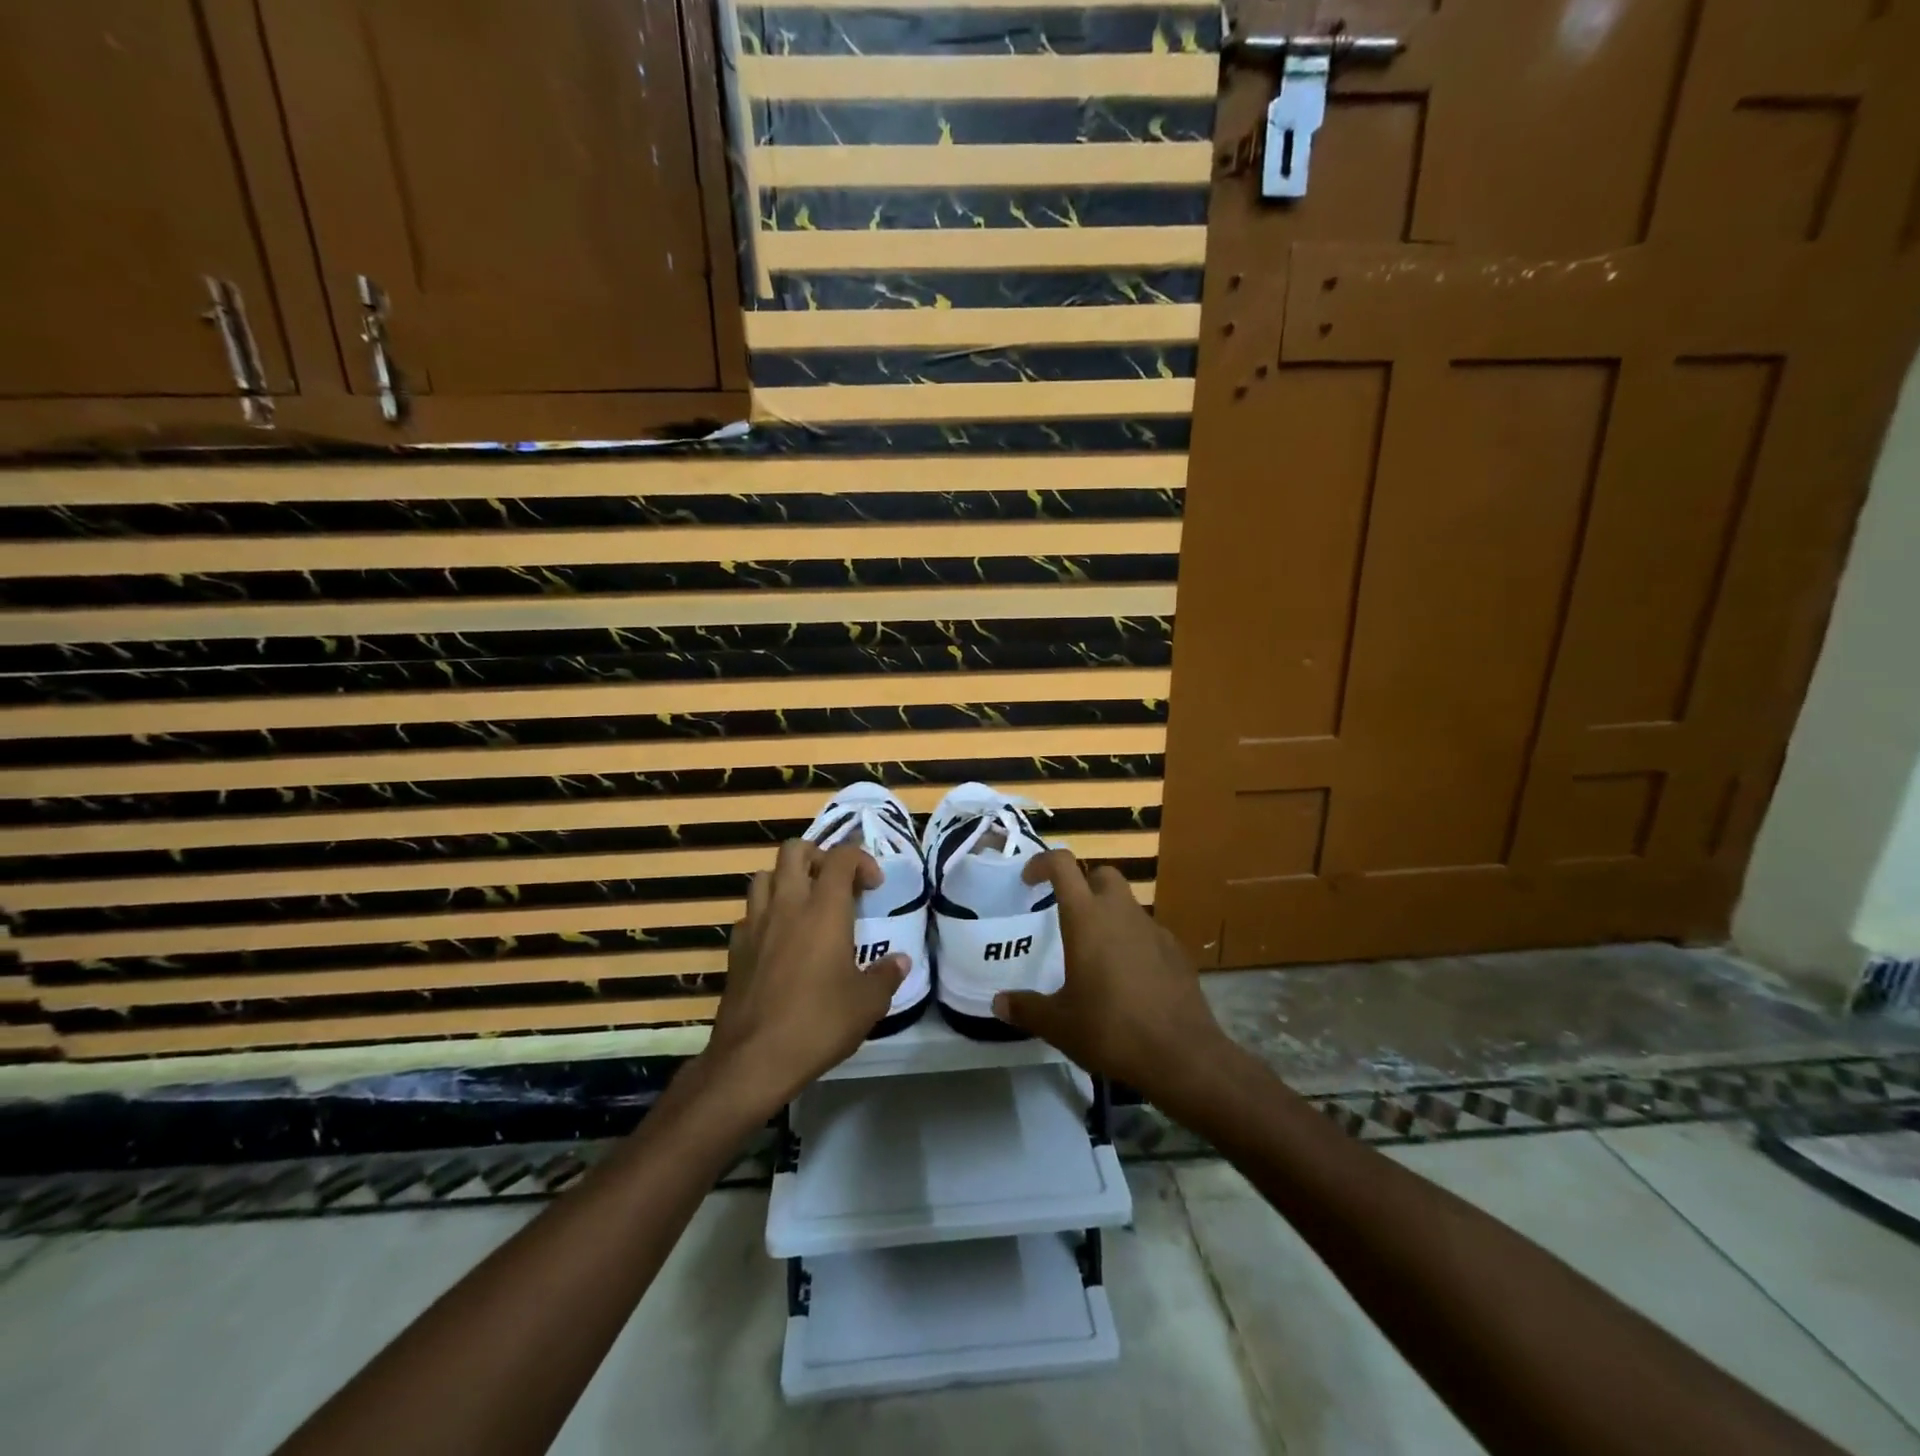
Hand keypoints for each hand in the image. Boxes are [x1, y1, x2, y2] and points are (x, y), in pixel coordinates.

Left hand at [704, 840, 908, 1112]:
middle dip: (818, 856)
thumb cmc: (819, 1023)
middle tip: (835, 883)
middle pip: (795, 850)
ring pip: (765, 875)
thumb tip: (901, 961)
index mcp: (824, 909)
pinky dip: (765, 913)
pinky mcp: (735, 948)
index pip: (841, 857)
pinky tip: (778, 939)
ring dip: (786, 879)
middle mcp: (787, 905)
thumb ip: (886, 976)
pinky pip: (749, 913)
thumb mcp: (867, 1004)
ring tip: (804, 904)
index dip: (861, 859)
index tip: (873, 886)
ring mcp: (756, 924)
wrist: (753, 1059)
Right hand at [991, 851, 1231, 1099]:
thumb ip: (1026, 1009)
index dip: (1043, 863)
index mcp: (1087, 918)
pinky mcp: (1176, 952)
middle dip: (1082, 884)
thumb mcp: (1059, 1024)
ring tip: (1095, 954)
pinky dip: (1133, 941)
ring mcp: (1154, 930)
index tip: (1029, 881)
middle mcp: (1121, 913)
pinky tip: (1128, 977)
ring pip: (1127, 904)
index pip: (1062, 865)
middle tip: (1067, 914)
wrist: (1182, 1056)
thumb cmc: (1111, 1030)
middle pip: (1102, 875)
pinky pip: (1148, 933)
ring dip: (1109, 915)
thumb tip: (998, 1004)